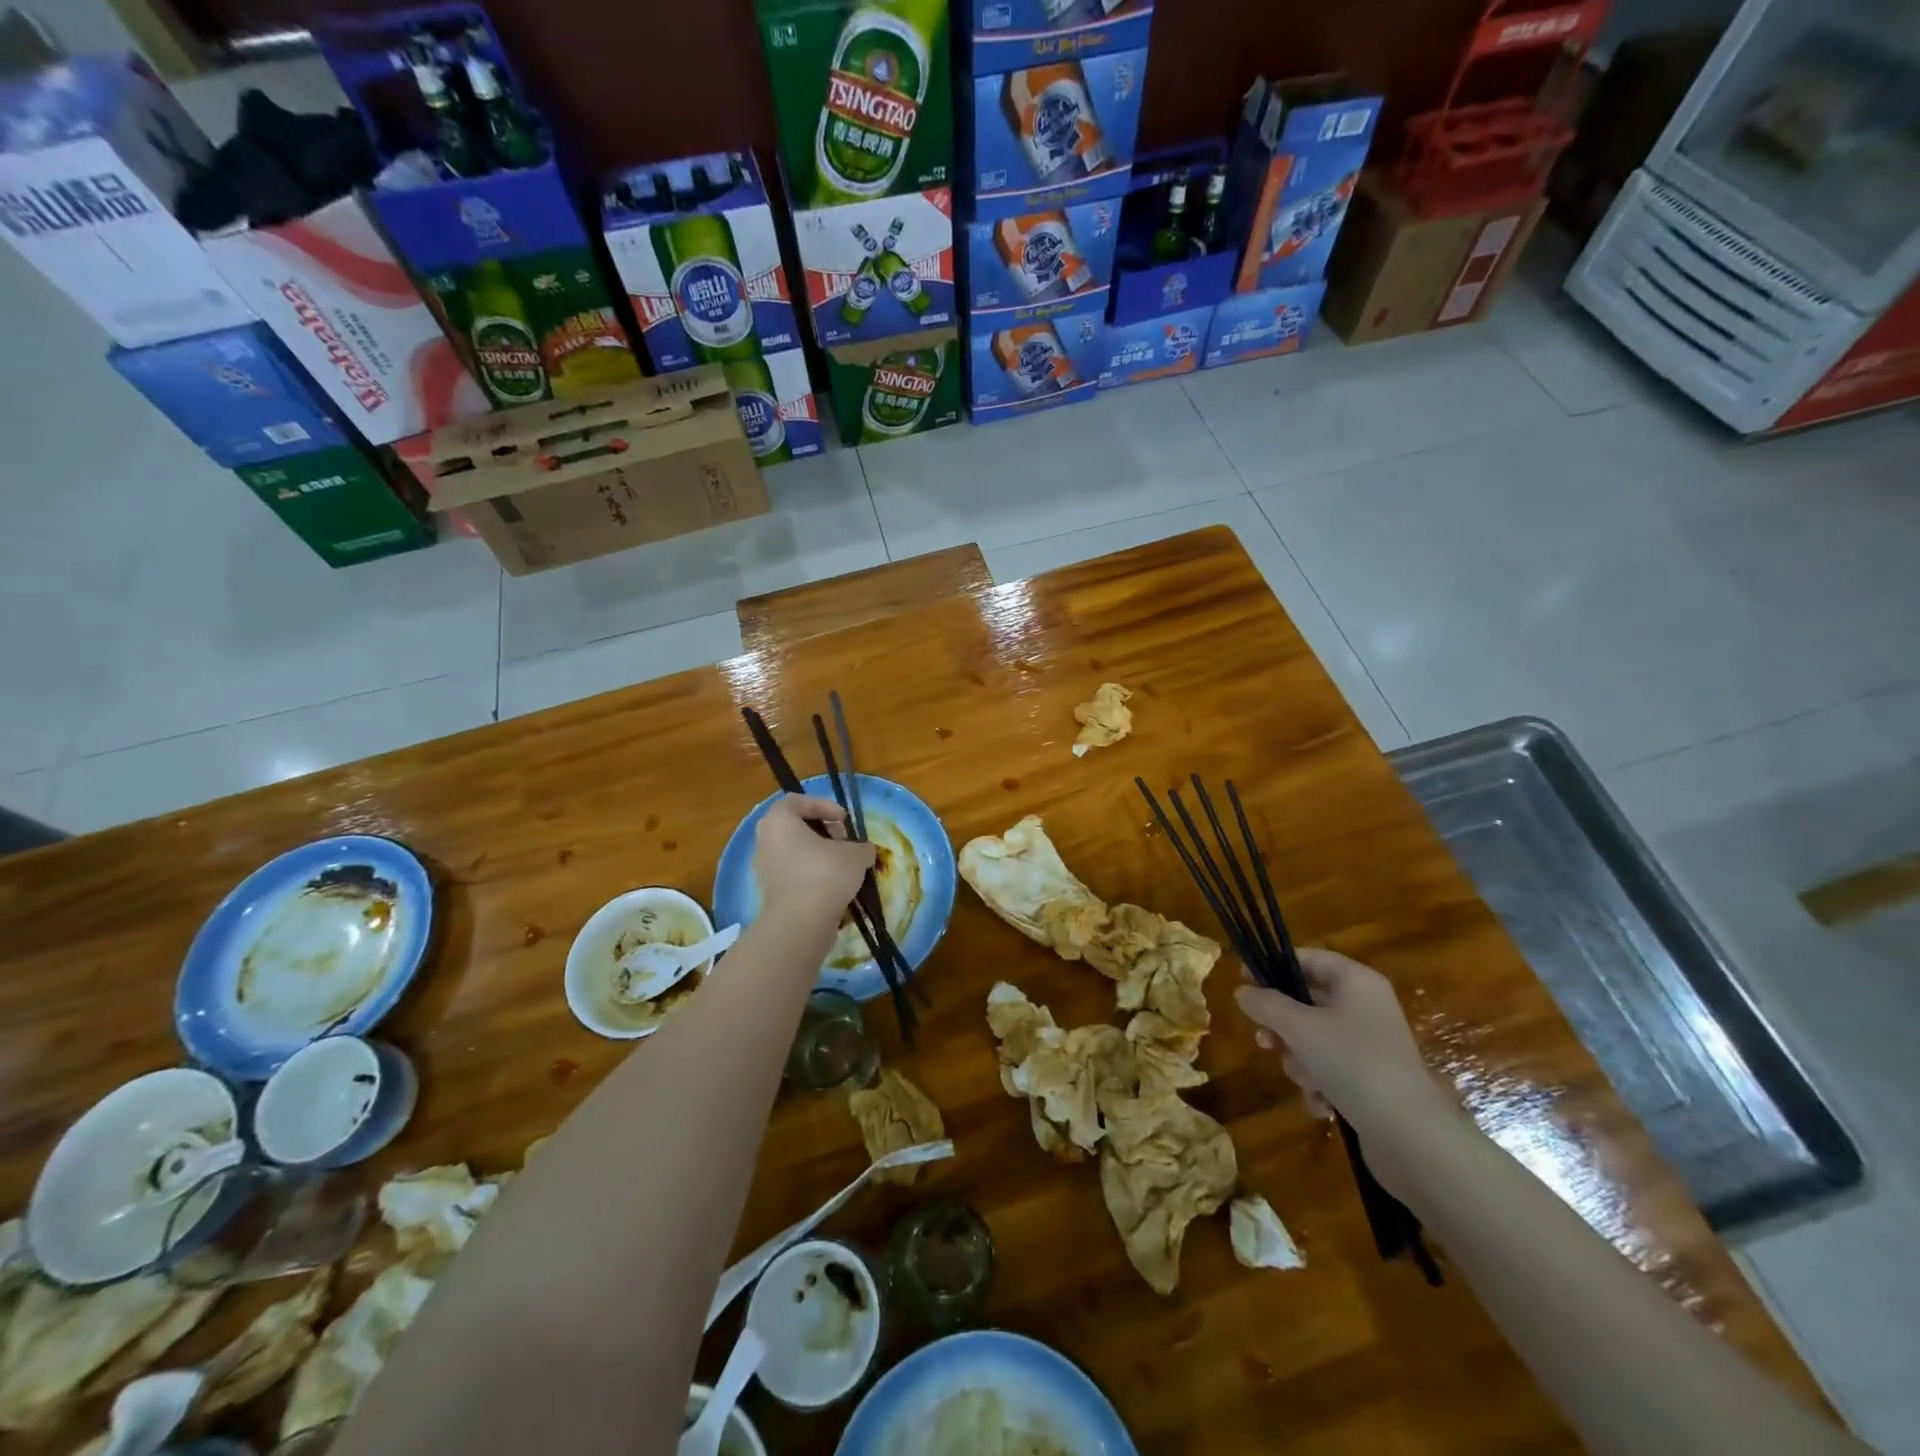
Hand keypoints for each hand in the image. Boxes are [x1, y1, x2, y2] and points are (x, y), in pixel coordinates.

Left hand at [753, 794, 874, 922]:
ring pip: (793, 850)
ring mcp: (763, 866)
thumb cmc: (826, 874)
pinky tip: (831, 884)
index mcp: (778, 820)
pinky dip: (810, 872)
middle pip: (794, 825)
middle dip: (822, 830)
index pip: (798, 801)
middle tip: (843, 840)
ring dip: (817, 853)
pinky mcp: (768, 890)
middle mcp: (765, 839)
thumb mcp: (855, 854)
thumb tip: (864, 851)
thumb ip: (862, 847)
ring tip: (841, 864)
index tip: (844, 820)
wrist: (801, 921)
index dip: (824, 806)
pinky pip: (791, 871)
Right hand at [1234, 948, 1456, 1139]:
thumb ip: (1266, 1004)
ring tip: (1303, 1079)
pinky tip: (1320, 1103)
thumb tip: (1242, 991)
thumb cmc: (1351, 1061)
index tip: (1244, 980)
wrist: (1410, 1133)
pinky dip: (1321, 1084)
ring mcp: (1372, 1044)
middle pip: (1308, 1002)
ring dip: (1300, 1060)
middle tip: (1264, 1041)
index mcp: (1356, 981)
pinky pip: (1333, 1069)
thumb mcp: (1298, 1027)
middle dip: (1283, 1026)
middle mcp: (1366, 1007)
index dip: (1274, 965)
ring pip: (1316, 1039)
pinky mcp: (1374, 1079)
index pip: (1308, 958)